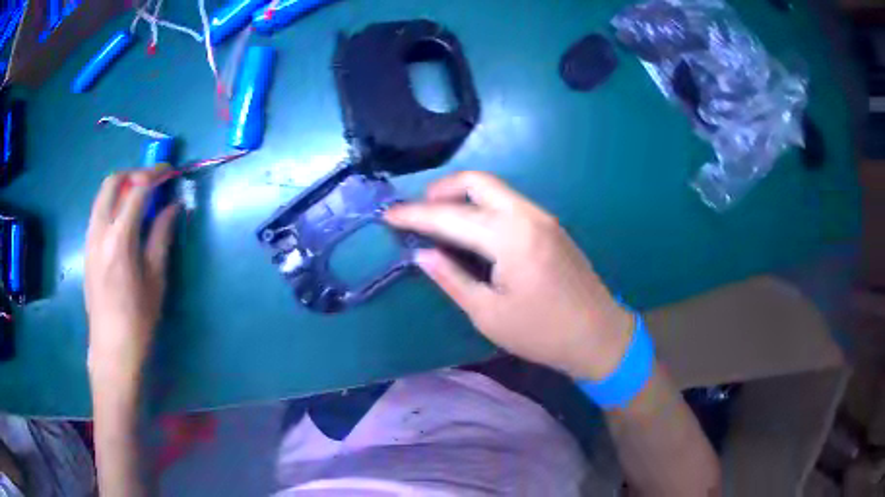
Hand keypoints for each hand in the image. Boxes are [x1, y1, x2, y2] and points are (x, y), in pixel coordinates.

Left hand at [84, 167, 178, 387]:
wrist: (112, 348)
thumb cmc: (139, 319)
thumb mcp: (156, 278)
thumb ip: (162, 235)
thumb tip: (173, 206)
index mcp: (120, 239)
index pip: (137, 190)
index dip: (155, 174)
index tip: (170, 171)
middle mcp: (100, 231)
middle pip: (112, 183)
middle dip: (134, 174)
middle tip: (152, 183)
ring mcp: (89, 239)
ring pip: (101, 195)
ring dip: (121, 187)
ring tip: (139, 199)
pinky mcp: (86, 249)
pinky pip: (97, 212)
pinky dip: (112, 203)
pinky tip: (124, 221)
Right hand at [385, 171, 632, 380]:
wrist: (597, 335)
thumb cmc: (541, 333)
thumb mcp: (488, 313)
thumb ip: (451, 278)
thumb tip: (422, 254)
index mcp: (511, 237)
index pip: (451, 216)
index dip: (414, 215)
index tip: (387, 215)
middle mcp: (528, 215)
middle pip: (476, 181)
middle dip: (440, 190)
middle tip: (416, 212)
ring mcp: (542, 216)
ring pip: (494, 188)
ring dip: (461, 195)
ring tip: (437, 218)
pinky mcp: (550, 225)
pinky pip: (508, 202)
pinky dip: (482, 205)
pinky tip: (470, 227)